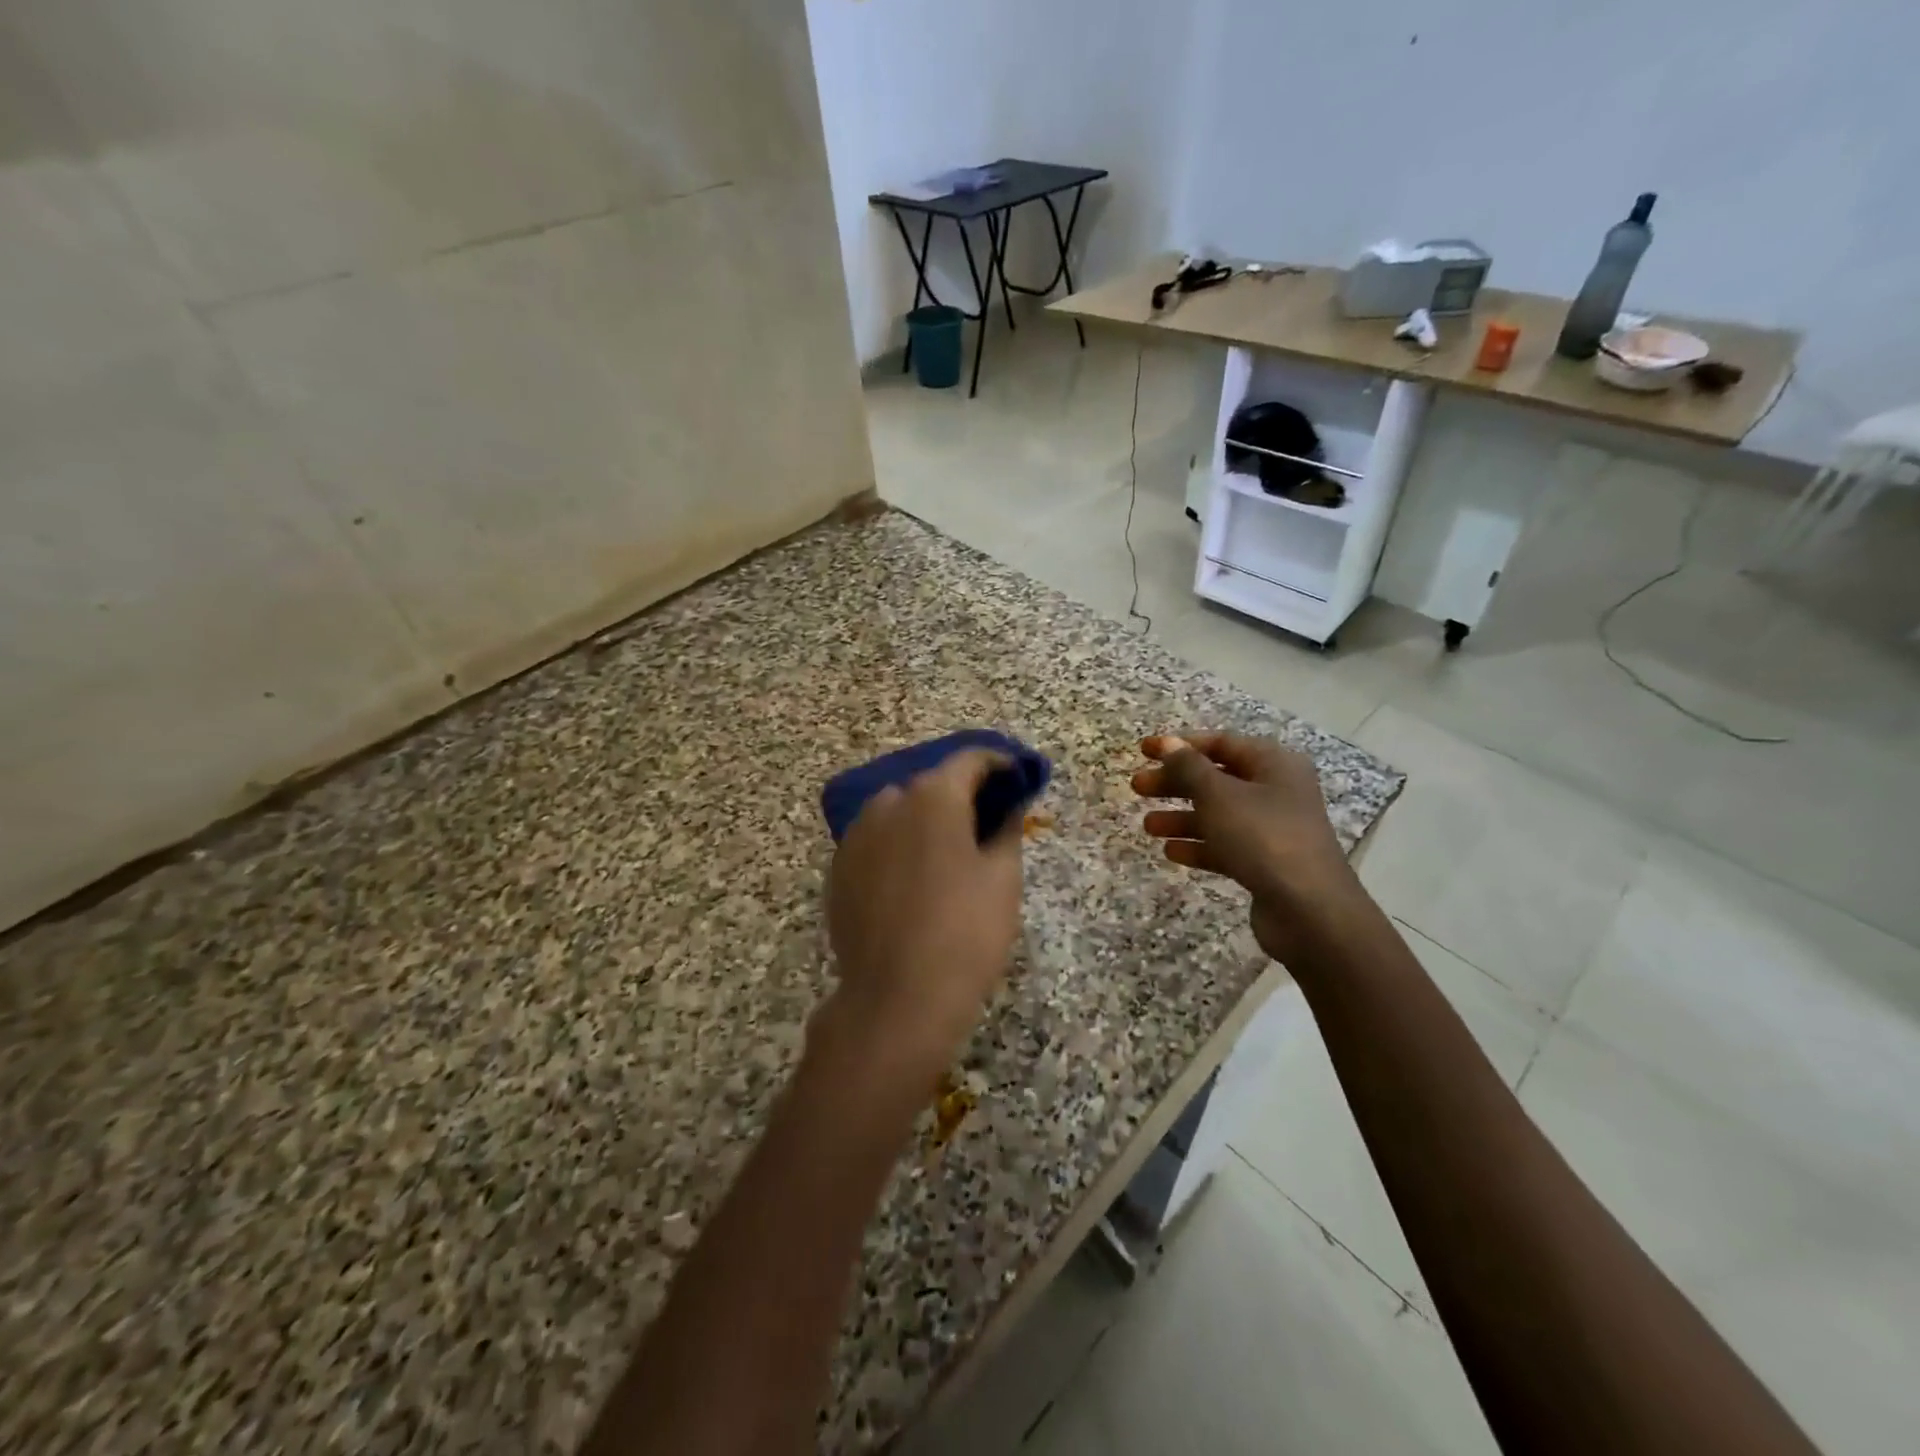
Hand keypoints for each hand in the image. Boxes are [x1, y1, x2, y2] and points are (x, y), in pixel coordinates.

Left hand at [823, 749, 1023, 1073]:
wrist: (895, 1000)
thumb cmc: (964, 934)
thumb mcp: (1003, 879)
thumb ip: (1007, 829)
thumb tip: (1007, 806)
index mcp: (933, 798)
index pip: (970, 760)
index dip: (999, 764)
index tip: (1018, 779)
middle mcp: (888, 804)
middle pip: (932, 784)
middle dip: (962, 794)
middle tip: (988, 821)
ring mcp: (856, 836)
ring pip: (899, 811)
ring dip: (926, 819)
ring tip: (949, 852)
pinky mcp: (839, 869)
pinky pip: (877, 841)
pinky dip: (899, 845)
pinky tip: (914, 878)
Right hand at [1131, 732, 1362, 962]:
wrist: (1309, 911)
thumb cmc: (1263, 837)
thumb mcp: (1219, 795)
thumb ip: (1189, 767)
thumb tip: (1168, 743)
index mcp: (1273, 763)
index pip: (1221, 743)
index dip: (1179, 745)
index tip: (1143, 750)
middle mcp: (1277, 790)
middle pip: (1217, 778)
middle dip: (1175, 782)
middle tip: (1137, 788)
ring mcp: (1273, 828)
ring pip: (1219, 814)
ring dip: (1182, 817)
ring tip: (1147, 826)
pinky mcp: (1267, 863)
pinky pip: (1226, 845)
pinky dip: (1199, 845)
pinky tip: (1171, 852)